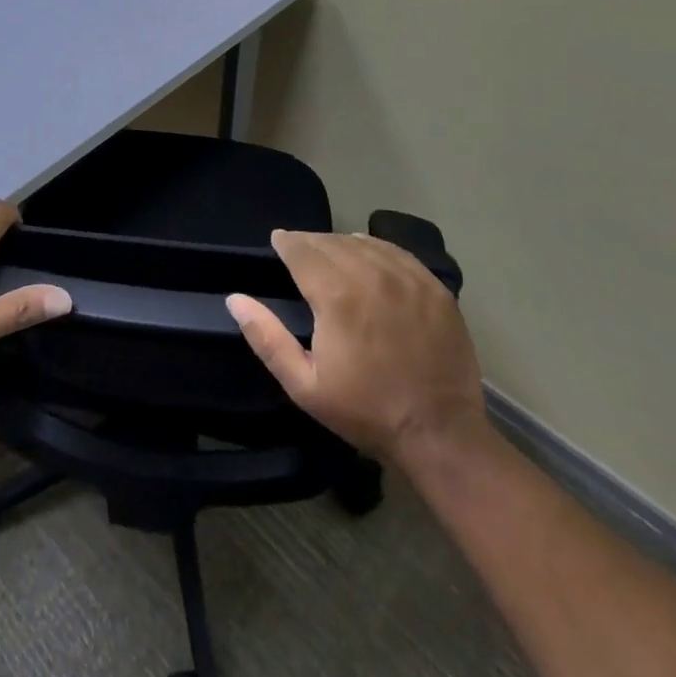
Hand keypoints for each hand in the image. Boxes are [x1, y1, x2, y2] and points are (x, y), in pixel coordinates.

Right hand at [227, 230, 486, 467]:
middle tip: (300, 253)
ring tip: (332, 256)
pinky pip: (397, 252)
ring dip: (341, 244)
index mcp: (336, 295)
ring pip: (363, 242)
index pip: (301, 249)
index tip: (277, 242)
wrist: (441, 435)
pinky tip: (369, 258)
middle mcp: (371, 274)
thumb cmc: (365, 411)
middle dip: (310, 243)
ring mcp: (407, 278)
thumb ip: (266, 338)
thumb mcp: (304, 385)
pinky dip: (375, 249)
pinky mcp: (434, 287)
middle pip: (330, 241)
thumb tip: (235, 298)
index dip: (285, 242)